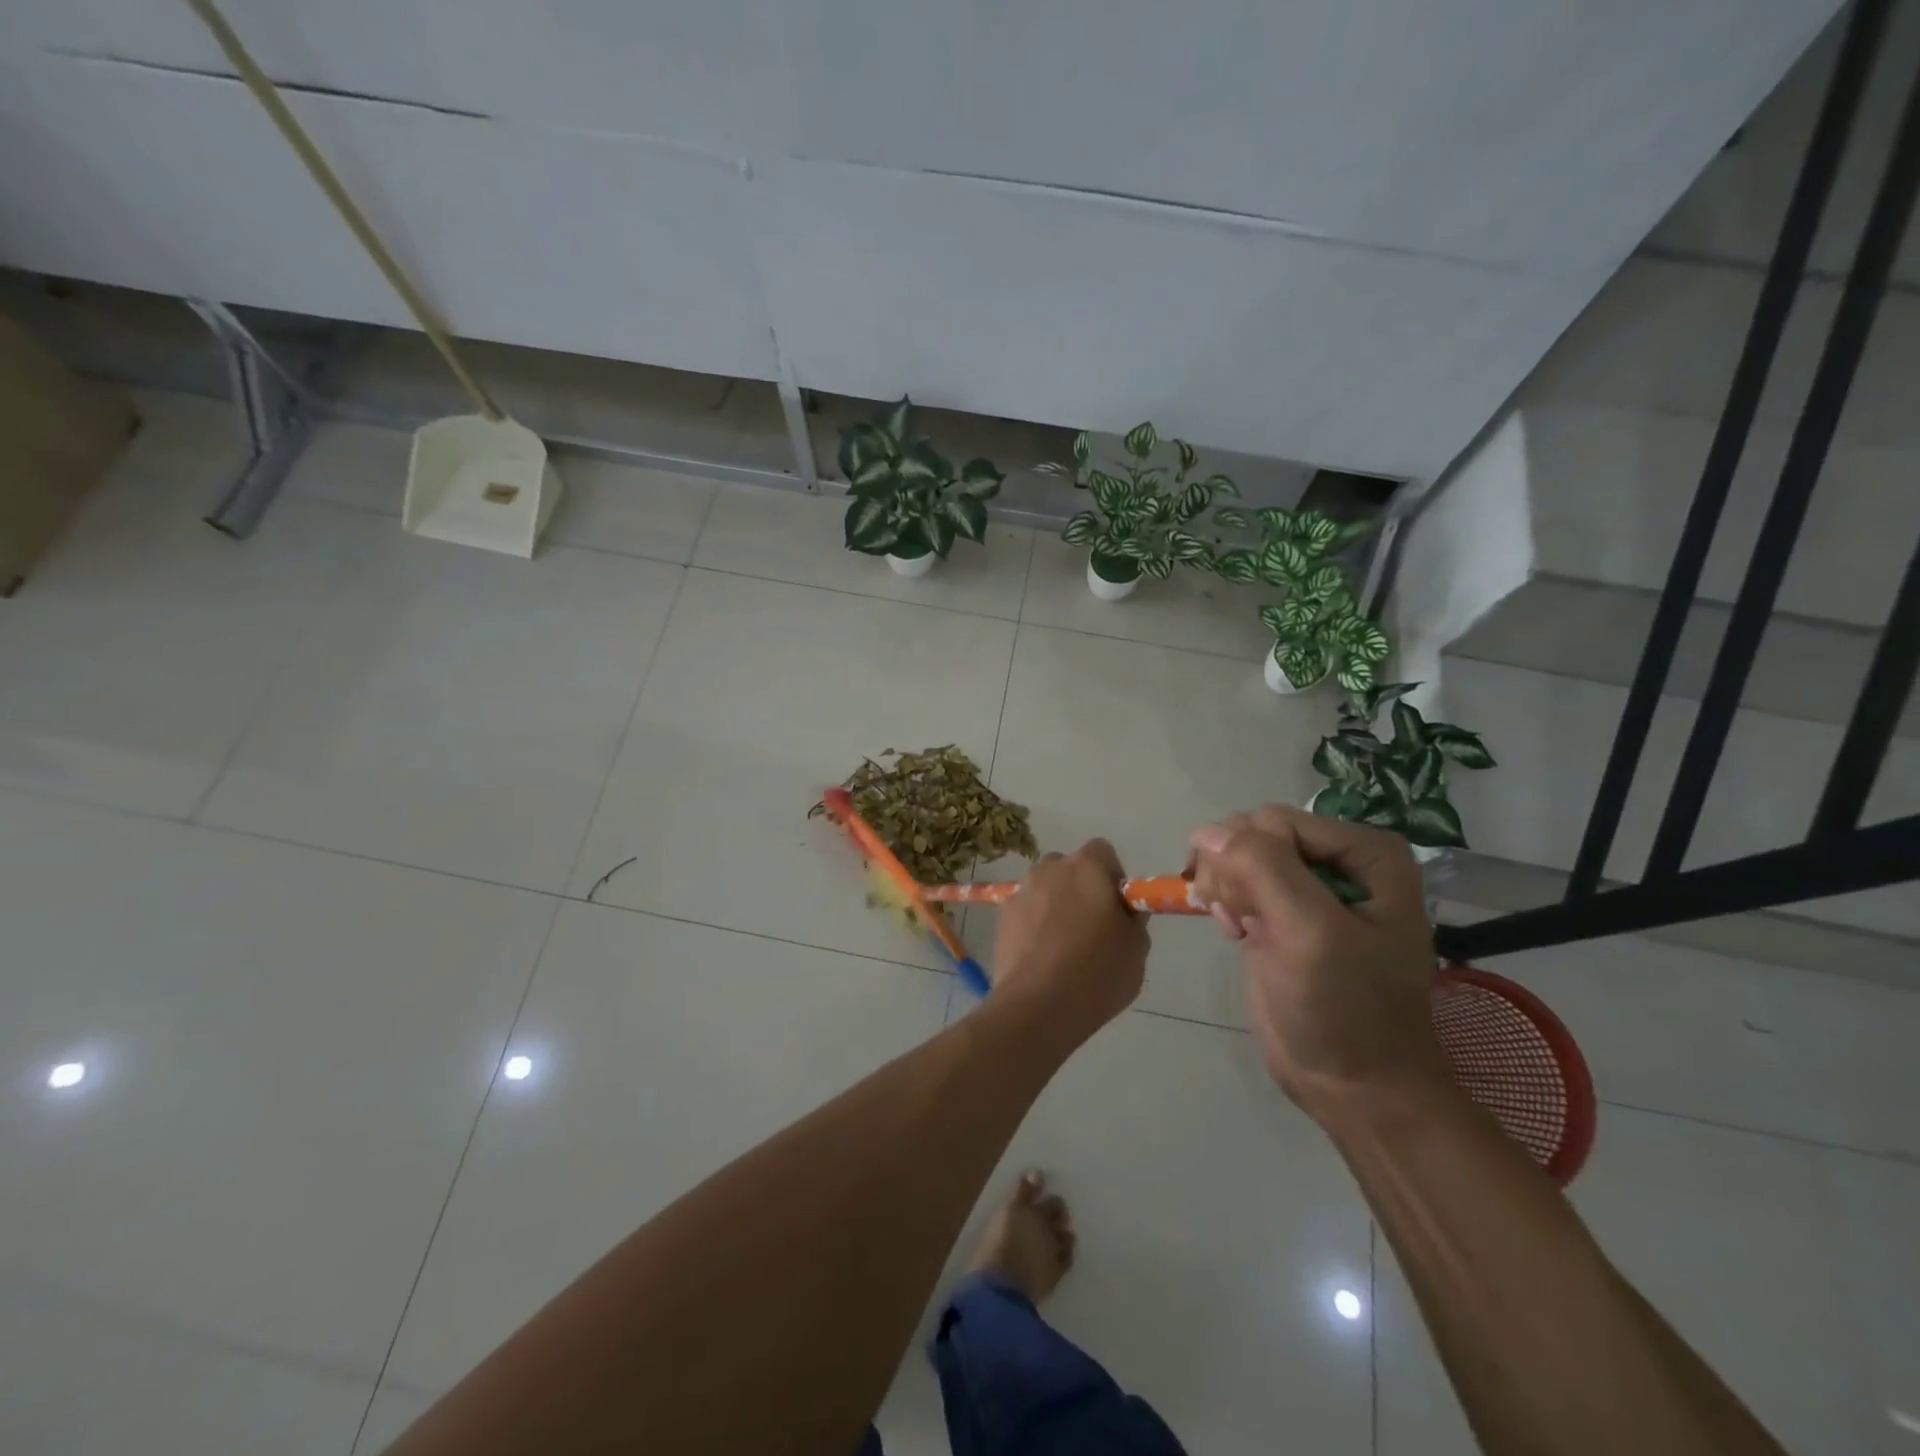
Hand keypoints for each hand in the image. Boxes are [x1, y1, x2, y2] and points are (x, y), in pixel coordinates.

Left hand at [990, 841, 1149, 1043]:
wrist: (1039, 1004)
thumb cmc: (1098, 970)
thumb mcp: (1137, 946)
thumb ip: (1131, 917)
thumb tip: (1122, 910)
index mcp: (1087, 866)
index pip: (1102, 852)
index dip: (1112, 877)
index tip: (1117, 908)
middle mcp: (1049, 869)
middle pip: (1069, 869)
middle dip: (1080, 889)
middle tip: (1092, 928)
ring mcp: (1021, 892)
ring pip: (1044, 891)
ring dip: (1054, 907)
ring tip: (1063, 949)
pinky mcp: (1001, 918)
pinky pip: (1025, 914)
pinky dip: (1033, 927)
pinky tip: (1042, 959)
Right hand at [1186, 806, 1448, 1123]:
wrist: (1354, 1085)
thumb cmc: (1345, 1007)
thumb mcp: (1309, 932)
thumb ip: (1262, 869)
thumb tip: (1205, 831)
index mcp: (1365, 853)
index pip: (1275, 822)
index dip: (1249, 858)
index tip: (1246, 909)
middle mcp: (1338, 861)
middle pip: (1253, 834)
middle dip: (1233, 873)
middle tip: (1239, 920)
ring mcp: (1307, 887)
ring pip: (1237, 854)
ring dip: (1224, 888)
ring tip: (1237, 928)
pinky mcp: (1281, 913)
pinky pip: (1236, 880)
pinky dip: (1224, 903)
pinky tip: (1235, 932)